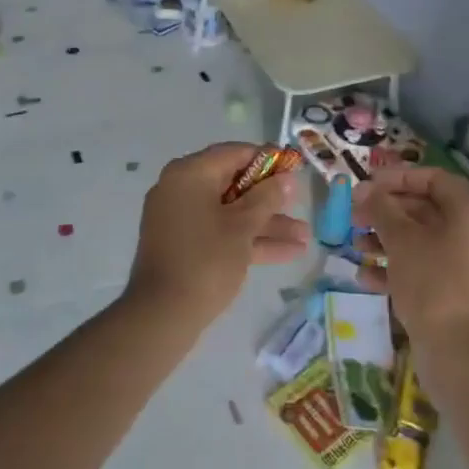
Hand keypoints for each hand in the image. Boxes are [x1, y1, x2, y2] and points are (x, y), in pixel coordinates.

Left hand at [124, 143, 309, 324]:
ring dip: (267, 224)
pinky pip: (221, 233)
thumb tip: (285, 179)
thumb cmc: (205, 260)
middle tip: (301, 205)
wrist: (162, 316)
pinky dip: (248, 240)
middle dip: (271, 200)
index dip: (268, 160)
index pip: (234, 153)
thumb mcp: (242, 226)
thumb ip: (267, 198)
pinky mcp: (185, 246)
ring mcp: (181, 219)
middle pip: (234, 185)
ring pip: (231, 213)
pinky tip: (288, 252)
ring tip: (305, 238)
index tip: (294, 170)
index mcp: (190, 174)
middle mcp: (182, 189)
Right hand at [356, 166, 468, 349]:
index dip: (397, 178)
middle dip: (387, 212)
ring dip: (388, 240)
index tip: (366, 186)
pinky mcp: (463, 294)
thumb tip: (365, 190)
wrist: (462, 354)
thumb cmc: (433, 283)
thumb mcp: (401, 240)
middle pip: (428, 210)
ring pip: (425, 241)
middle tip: (354, 217)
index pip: (434, 179)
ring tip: (356, 246)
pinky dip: (400, 268)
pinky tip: (366, 277)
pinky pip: (429, 268)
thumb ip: (381, 209)